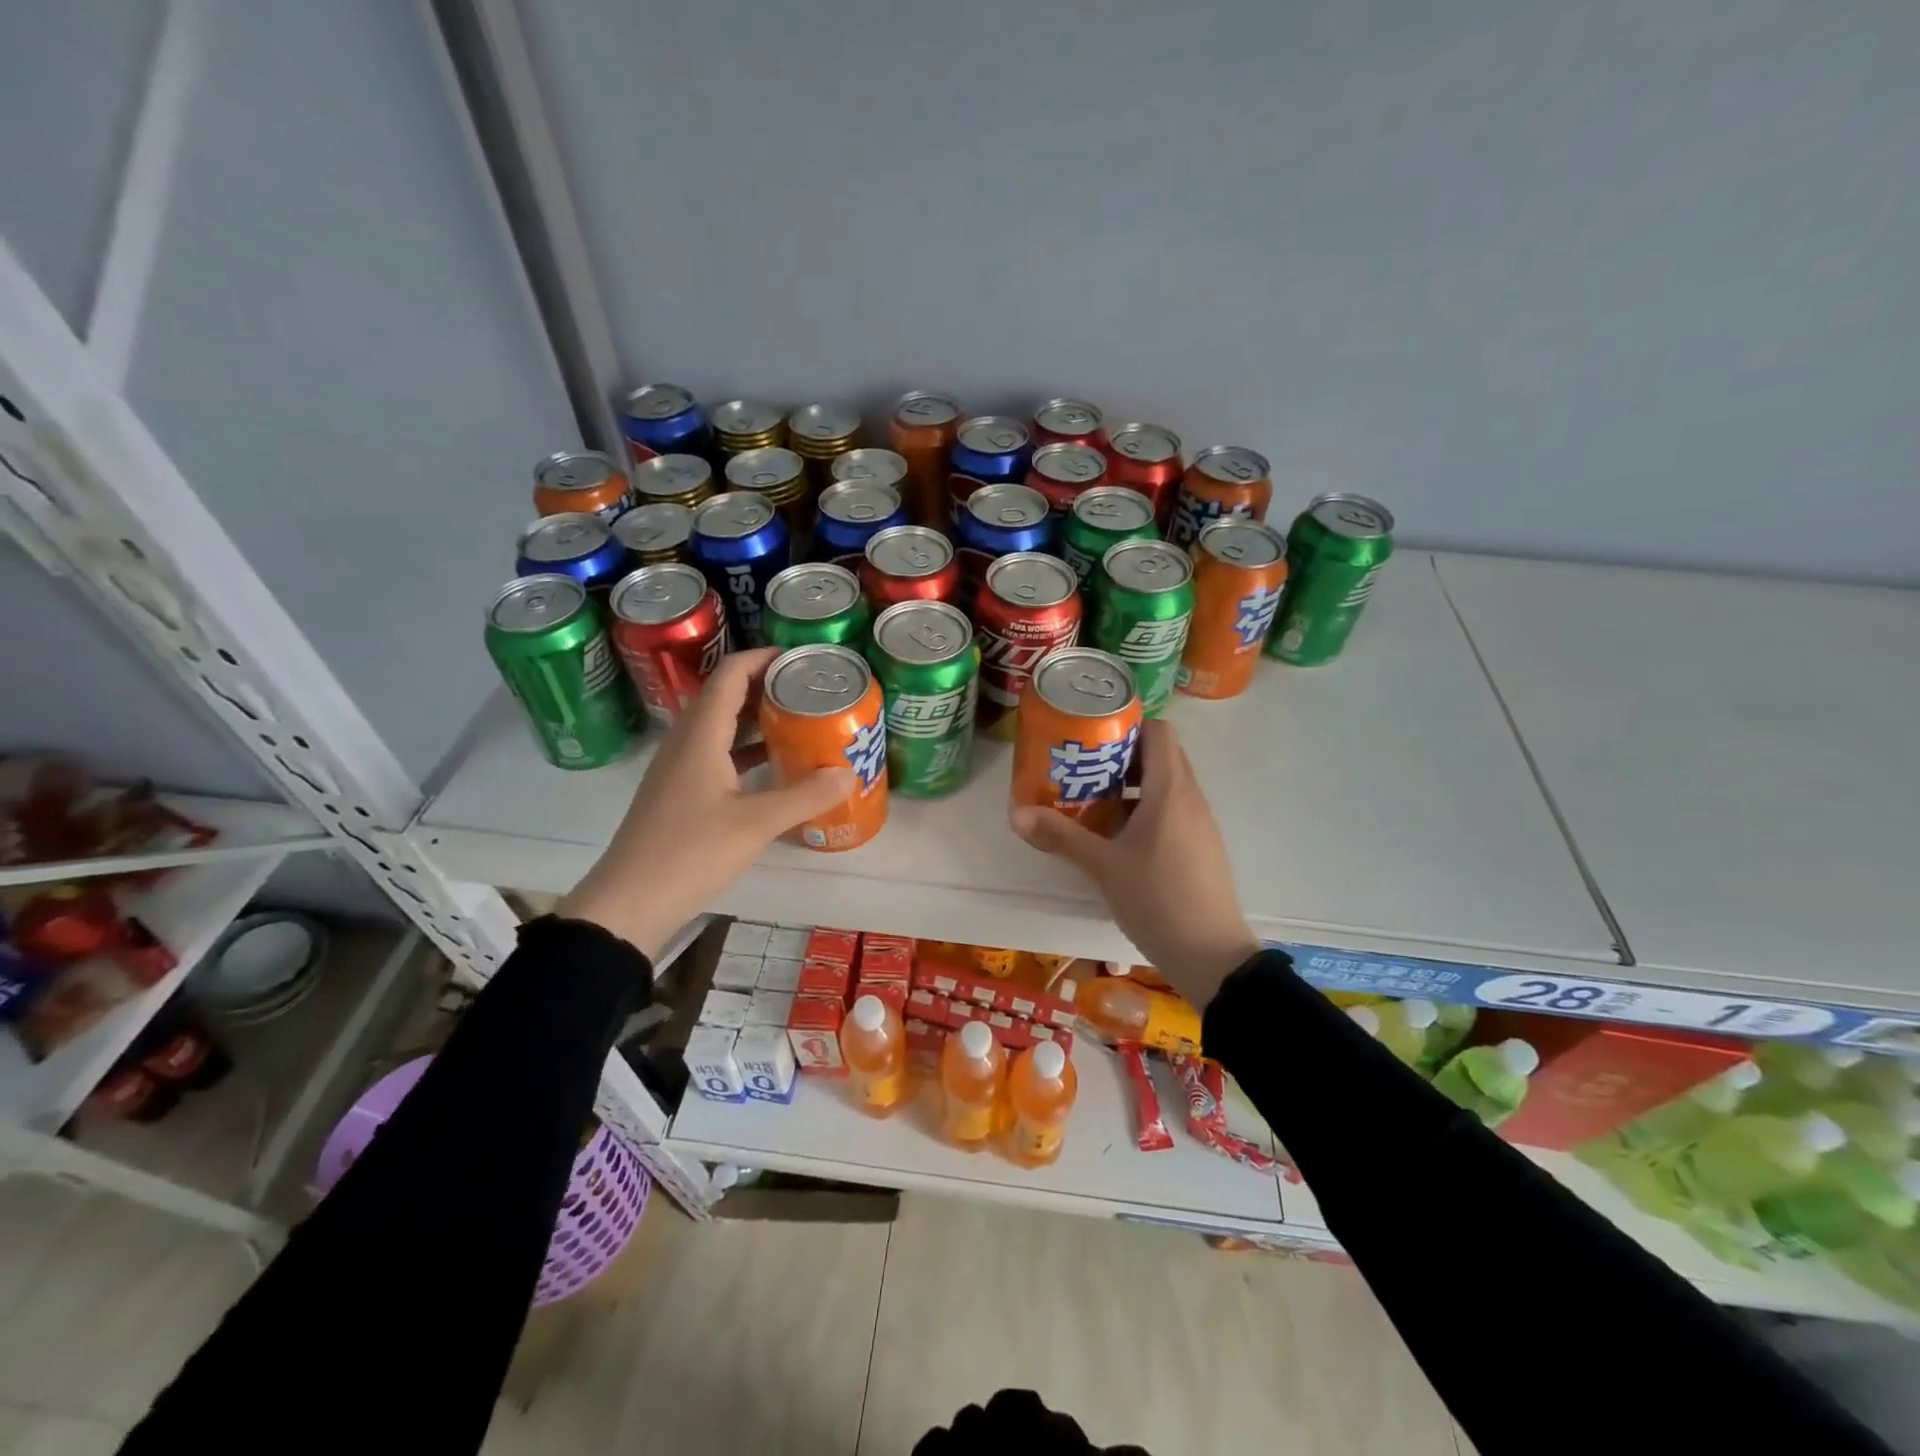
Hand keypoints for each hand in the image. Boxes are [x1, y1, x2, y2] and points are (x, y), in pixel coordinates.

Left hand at [556, 648, 855, 959]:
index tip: (805, 660)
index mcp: (700, 734)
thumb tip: (850, 774)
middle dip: (770, 687)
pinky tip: (776, 766)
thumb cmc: (689, 853)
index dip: (766, 658)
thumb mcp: (755, 824)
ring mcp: (680, 768)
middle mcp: (686, 741)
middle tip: (813, 691)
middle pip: (727, 695)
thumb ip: (805, 796)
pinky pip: (718, 754)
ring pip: (723, 727)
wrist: (629, 903)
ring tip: (803, 721)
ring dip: (759, 719)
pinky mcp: (681, 793)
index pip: (731, 674)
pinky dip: (748, 750)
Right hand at [1010, 719, 1259, 1006]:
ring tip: (1093, 800)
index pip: (1159, 731)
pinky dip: (1146, 809)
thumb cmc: (1157, 900)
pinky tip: (1118, 837)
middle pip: (1161, 755)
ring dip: (1132, 785)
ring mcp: (1200, 823)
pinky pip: (1173, 810)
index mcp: (1170, 790)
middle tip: (1083, 767)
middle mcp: (1191, 798)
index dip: (1127, 724)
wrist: (1211, 956)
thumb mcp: (1103, 867)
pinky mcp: (1201, 846)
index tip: (1092, 735)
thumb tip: (1016, 814)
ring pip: (1167, 785)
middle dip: (1122, 755)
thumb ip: (1061, 836)